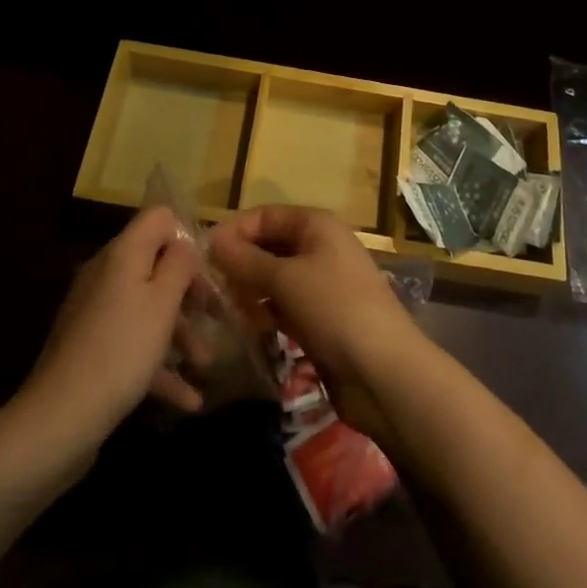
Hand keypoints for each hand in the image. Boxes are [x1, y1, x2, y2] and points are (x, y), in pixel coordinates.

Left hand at [19, 207, 202, 448]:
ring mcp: (96, 314)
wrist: (59, 419)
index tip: (207, 270)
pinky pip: (133, 344)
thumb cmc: (121, 350)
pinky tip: (190, 400)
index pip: (158, 218)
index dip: (186, 236)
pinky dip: (159, 366)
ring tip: (206, 364)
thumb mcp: (162, 302)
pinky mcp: (92, 350)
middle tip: (216, 315)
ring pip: (147, 308)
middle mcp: (107, 275)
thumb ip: (179, 264)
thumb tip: (183, 243)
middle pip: (156, 265)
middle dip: (189, 290)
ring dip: (180, 333)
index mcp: (122, 254)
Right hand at [209, 206, 426, 439]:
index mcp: (316, 225)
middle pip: (270, 245)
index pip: (265, 216)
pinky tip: (249, 328)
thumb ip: (245, 260)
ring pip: (275, 277)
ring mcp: (322, 283)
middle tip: (209, 287)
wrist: (384, 371)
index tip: (203, 255)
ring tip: (226, 310)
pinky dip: (266, 312)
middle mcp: (320, 247)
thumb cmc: (334, 309)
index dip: (234, 231)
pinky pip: (285, 305)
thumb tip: (212, 241)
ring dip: (250, 290)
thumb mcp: (285, 279)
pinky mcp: (322, 317)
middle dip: (241, 263)